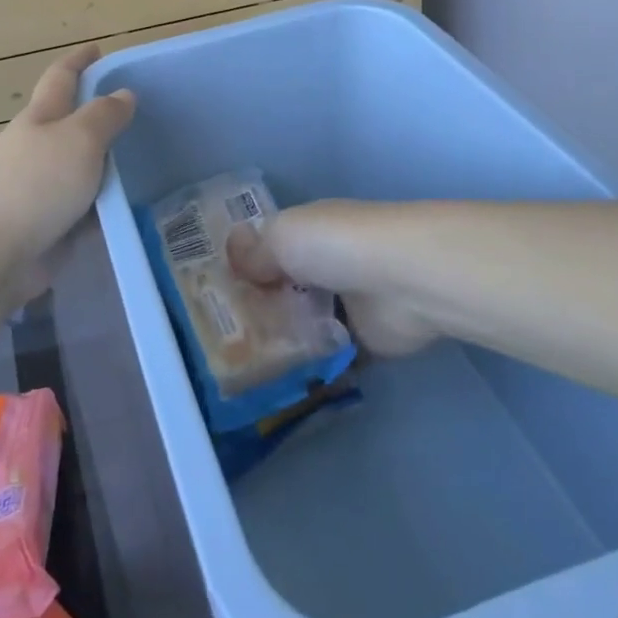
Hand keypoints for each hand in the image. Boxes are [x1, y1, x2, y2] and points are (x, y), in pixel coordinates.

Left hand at [0, 45, 134, 297]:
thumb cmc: (34, 186)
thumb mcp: (78, 140)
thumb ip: (104, 116)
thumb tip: (123, 94)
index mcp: (40, 117)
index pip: (62, 77)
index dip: (79, 61)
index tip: (98, 49)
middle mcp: (38, 148)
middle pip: (72, 123)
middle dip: (99, 115)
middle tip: (141, 114)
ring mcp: (41, 189)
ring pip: (82, 167)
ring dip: (107, 164)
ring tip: (148, 161)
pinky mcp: (48, 225)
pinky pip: (85, 208)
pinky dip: (106, 205)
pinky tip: (134, 208)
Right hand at [229, 200, 440, 356]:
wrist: (404, 280)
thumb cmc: (336, 244)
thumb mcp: (282, 236)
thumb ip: (254, 252)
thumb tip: (232, 257)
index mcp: (306, 231)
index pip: (268, 247)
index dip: (243, 266)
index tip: (212, 292)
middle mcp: (326, 263)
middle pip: (284, 287)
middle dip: (259, 308)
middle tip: (222, 338)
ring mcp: (347, 303)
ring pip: (305, 323)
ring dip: (283, 340)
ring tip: (242, 367)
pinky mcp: (367, 342)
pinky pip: (331, 358)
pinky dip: (313, 370)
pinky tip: (280, 385)